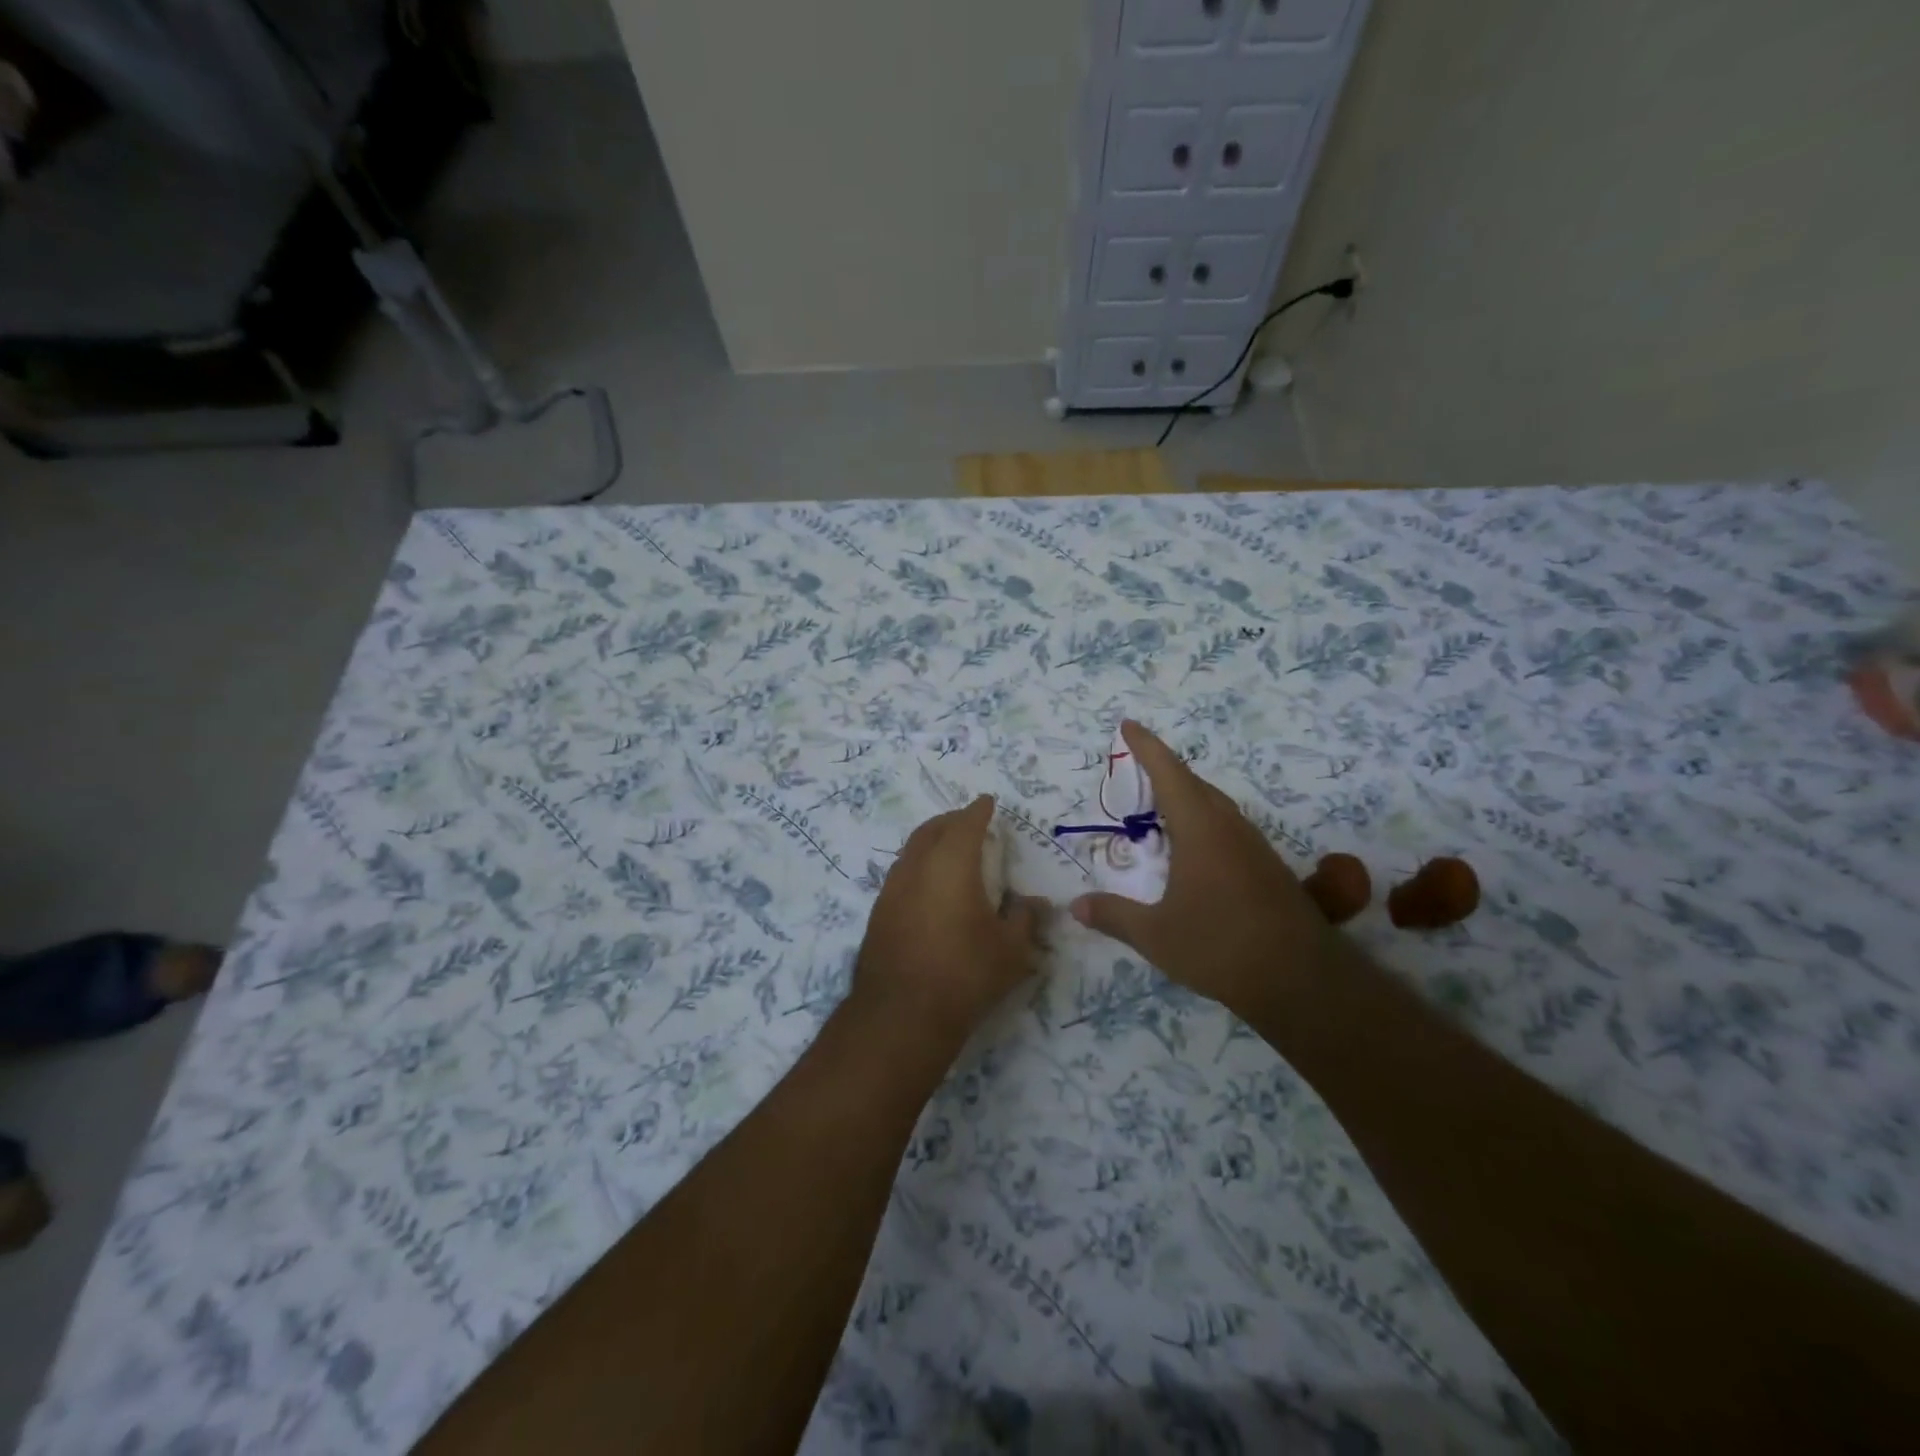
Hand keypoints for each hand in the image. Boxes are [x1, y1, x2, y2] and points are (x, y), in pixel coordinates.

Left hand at [852, 796, 1044, 1048]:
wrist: (900, 1015)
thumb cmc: (964, 974)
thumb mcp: (1011, 950)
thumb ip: (1025, 919)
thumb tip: (1035, 903)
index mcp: (952, 863)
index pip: (966, 823)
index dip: (979, 810)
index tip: (988, 802)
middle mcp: (917, 866)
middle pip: (932, 829)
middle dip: (952, 820)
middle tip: (968, 822)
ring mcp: (892, 889)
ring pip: (912, 850)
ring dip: (931, 842)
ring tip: (948, 851)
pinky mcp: (878, 913)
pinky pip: (901, 874)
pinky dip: (918, 867)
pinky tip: (928, 887)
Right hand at [1071, 721, 1338, 1019]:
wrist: (1301, 980)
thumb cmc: (1219, 946)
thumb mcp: (1156, 935)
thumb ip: (1114, 916)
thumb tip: (1075, 905)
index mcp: (1199, 829)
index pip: (1169, 773)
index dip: (1147, 747)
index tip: (1129, 725)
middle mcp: (1229, 827)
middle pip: (1195, 785)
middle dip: (1165, 771)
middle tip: (1138, 770)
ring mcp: (1254, 847)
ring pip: (1216, 807)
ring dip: (1188, 798)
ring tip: (1162, 809)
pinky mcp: (1269, 869)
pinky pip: (1230, 829)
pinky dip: (1205, 824)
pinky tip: (1196, 852)